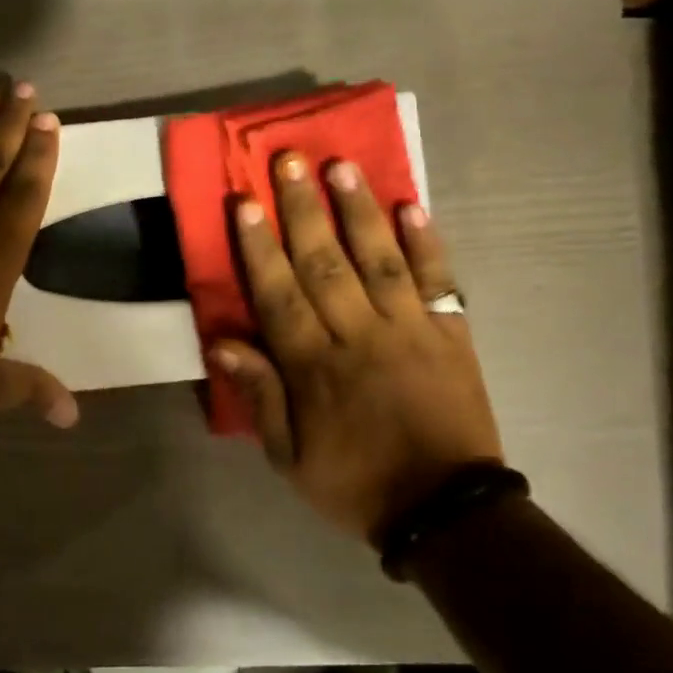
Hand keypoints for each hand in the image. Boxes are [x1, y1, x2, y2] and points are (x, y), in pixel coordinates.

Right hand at [211, 153, 503, 544]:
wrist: (446, 511)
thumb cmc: (356, 483)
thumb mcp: (289, 458)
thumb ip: (260, 396)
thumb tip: (221, 344)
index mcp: (315, 366)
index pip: (280, 295)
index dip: (260, 247)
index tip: (245, 202)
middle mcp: (360, 336)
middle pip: (325, 263)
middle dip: (304, 210)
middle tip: (288, 160)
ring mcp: (410, 330)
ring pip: (379, 259)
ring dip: (359, 210)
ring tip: (342, 166)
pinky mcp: (451, 334)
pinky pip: (439, 281)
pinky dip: (427, 243)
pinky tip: (413, 205)